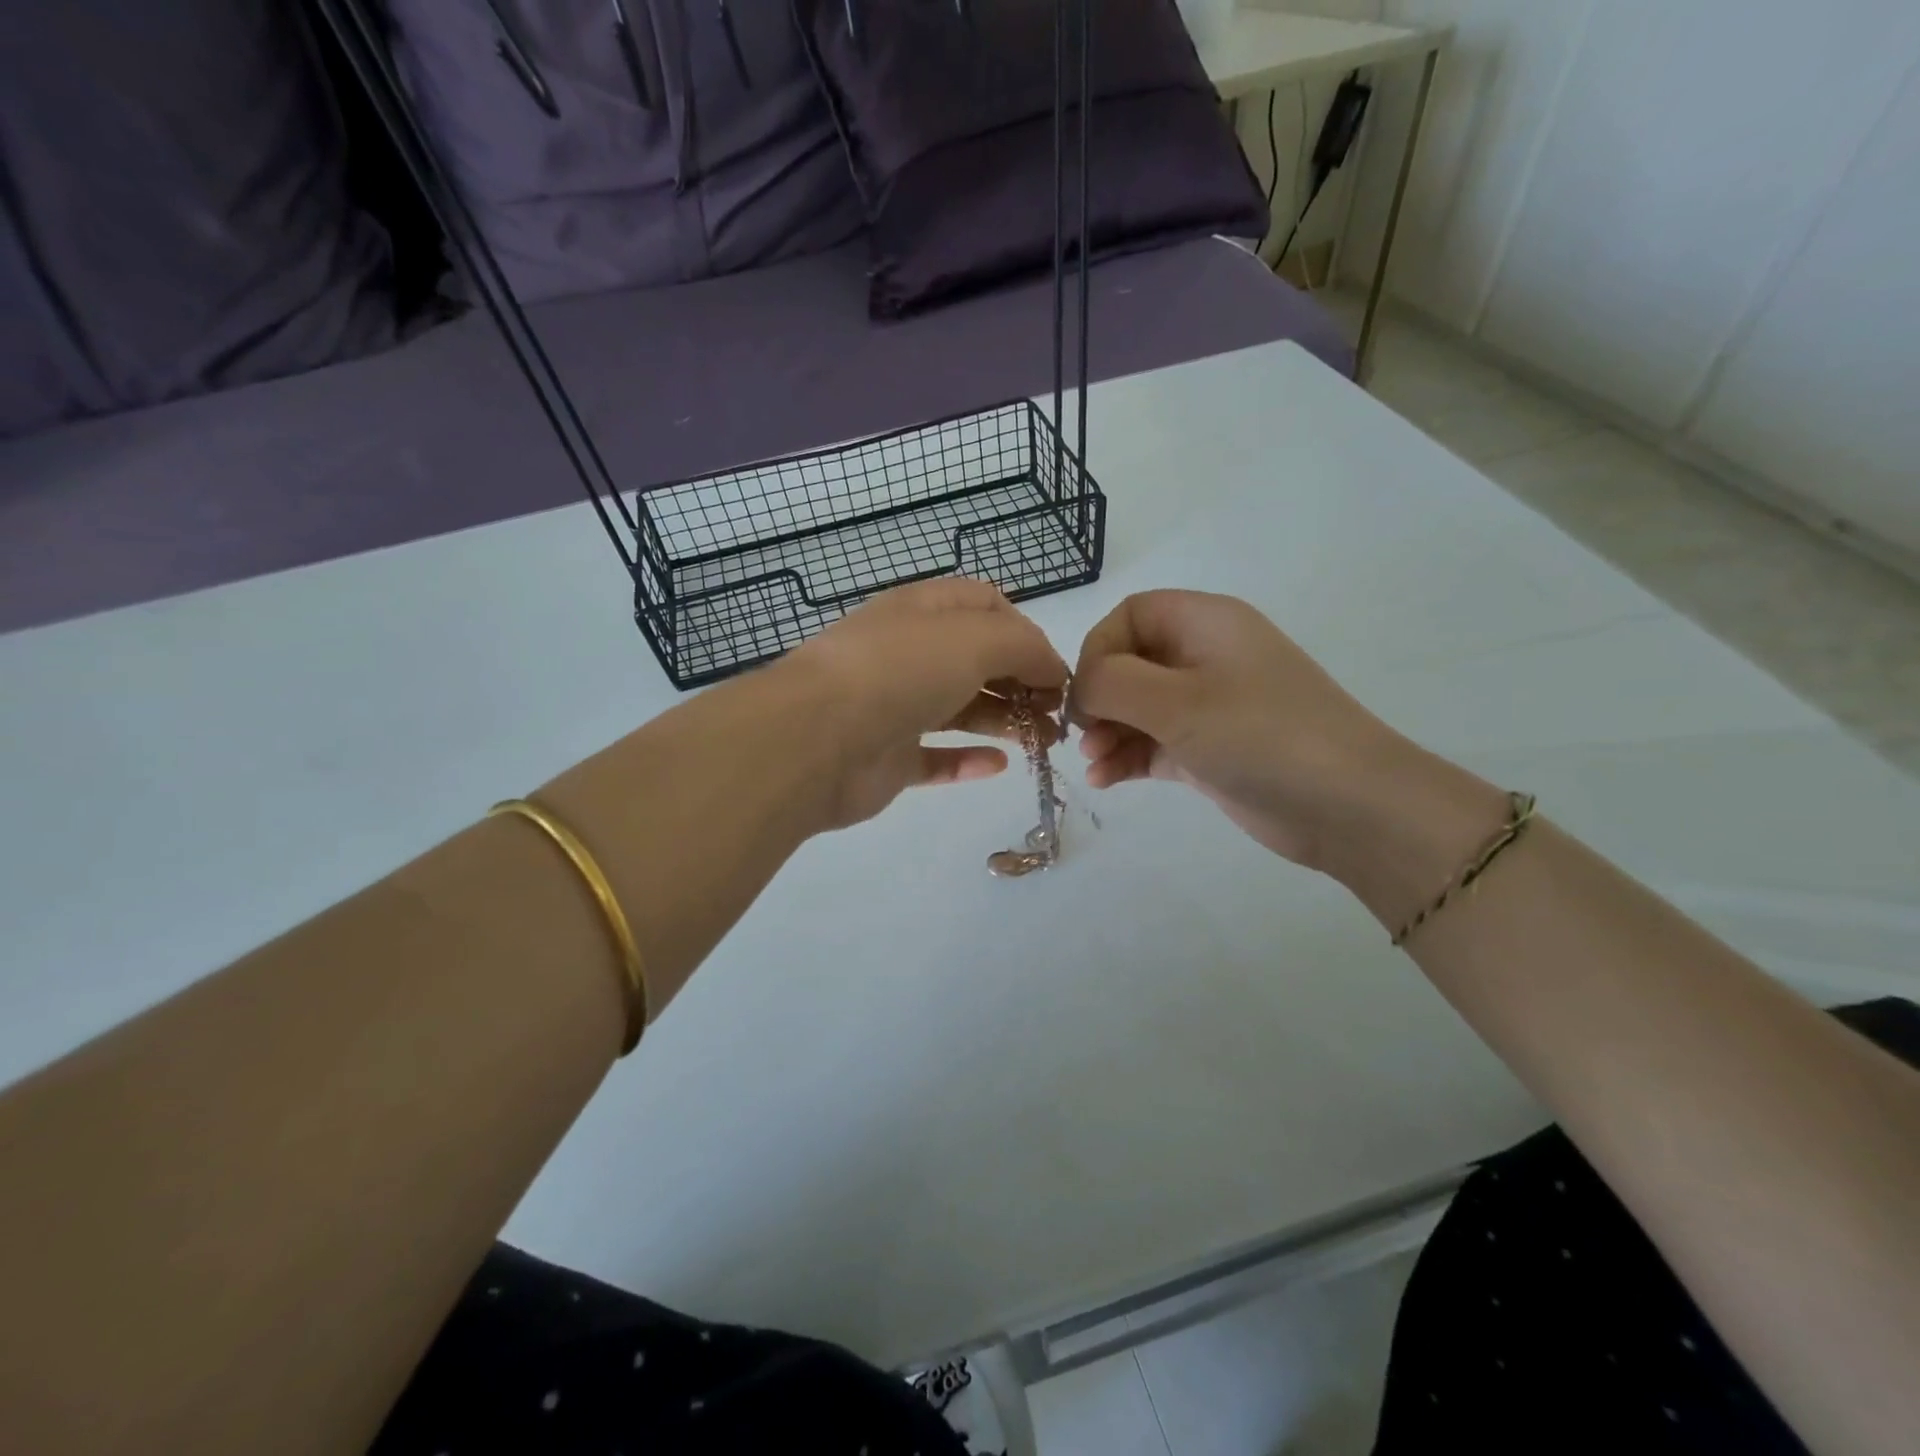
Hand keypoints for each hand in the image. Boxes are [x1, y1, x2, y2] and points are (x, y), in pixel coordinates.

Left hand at [775, 579, 1068, 829]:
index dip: (1025, 632)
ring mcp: (895, 707)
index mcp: (923, 611)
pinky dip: (967, 761)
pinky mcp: (887, 758)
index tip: (1054, 669)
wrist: (816, 738)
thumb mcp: (975, 638)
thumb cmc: (900, 670)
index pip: (985, 606)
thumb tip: (1052, 671)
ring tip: (1043, 742)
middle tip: (1056, 714)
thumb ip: (1025, 647)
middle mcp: (908, 654)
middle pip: (977, 662)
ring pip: (960, 709)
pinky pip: (935, 758)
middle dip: (1021, 682)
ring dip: (1004, 721)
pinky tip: (998, 766)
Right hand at [1072, 590, 1473, 874]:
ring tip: (1093, 762)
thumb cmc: (1259, 735)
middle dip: (1099, 698)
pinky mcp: (1209, 749)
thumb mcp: (1176, 702)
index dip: (1098, 649)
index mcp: (1205, 623)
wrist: (1347, 806)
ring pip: (1137, 708)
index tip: (1086, 693)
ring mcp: (1209, 706)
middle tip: (1082, 734)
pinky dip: (1126, 757)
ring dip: (1107, 732)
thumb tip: (1082, 687)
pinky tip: (1105, 780)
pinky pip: (1153, 743)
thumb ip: (1112, 683)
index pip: (1130, 615)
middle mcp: (1205, 657)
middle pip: (1129, 662)